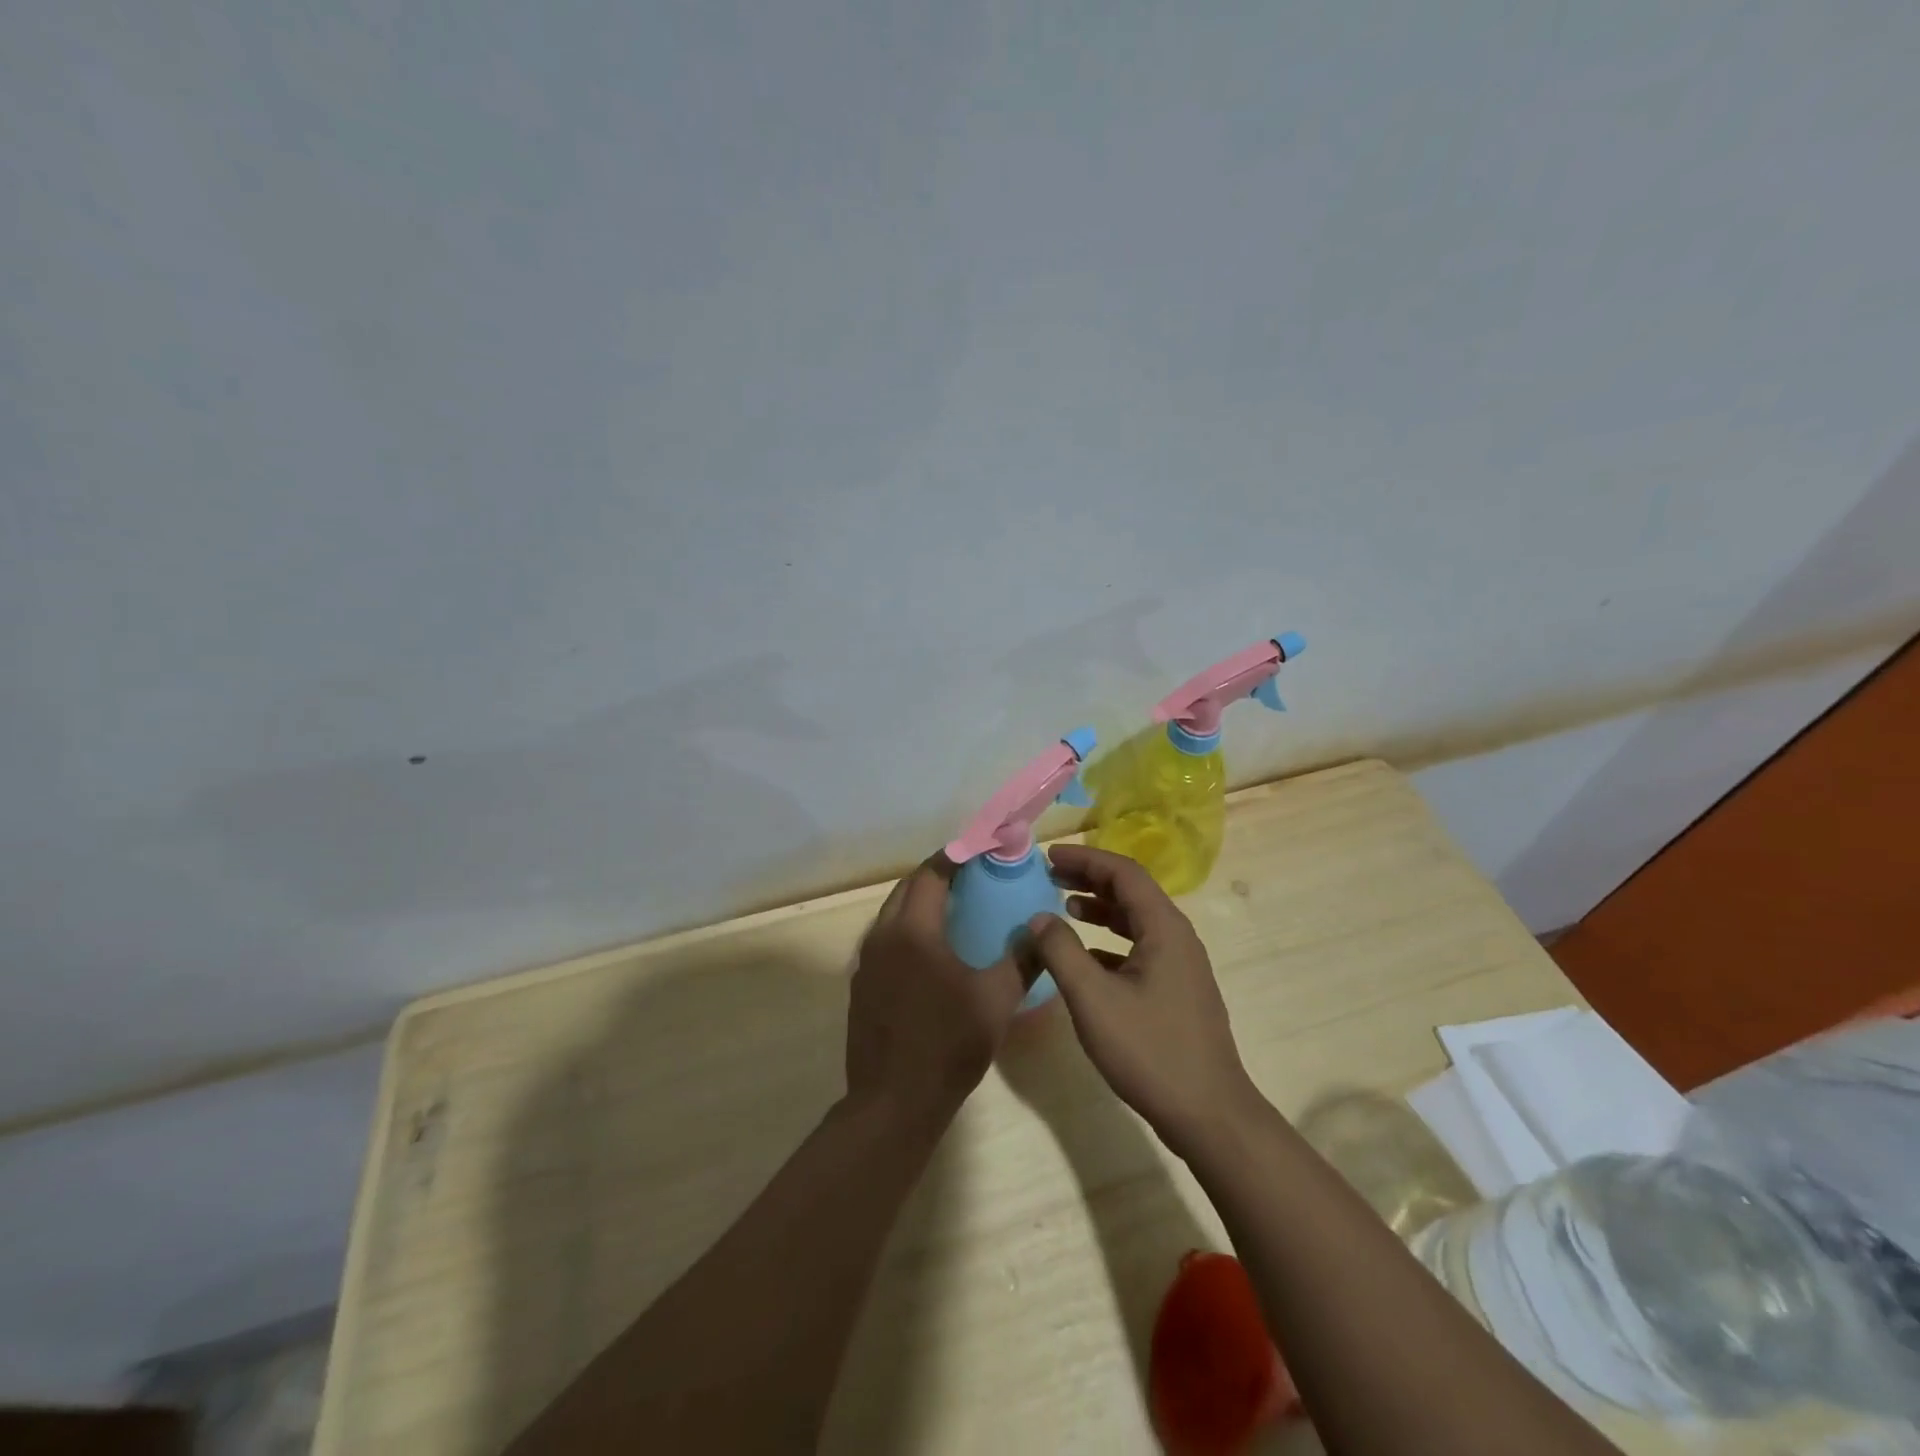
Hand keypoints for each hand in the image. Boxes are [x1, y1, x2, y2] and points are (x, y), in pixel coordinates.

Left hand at [846, 855, 1033, 1127]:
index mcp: (913, 930)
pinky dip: (907, 929)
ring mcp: (866, 961)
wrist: (893, 1102)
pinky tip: (930, 951)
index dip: (955, 856)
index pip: (931, 874)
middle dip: (936, 875)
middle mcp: (882, 936)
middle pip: (907, 888)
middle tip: (970, 877)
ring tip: (954, 908)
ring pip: (892, 914)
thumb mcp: (996, 1000)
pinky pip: (885, 939)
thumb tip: (1044, 929)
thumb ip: (1023, 959)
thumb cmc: (948, 1045)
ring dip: (919, 902)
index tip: (980, 850)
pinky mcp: (861, 984)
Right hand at [1025, 844, 1259, 1157]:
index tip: (1048, 858)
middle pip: (1131, 891)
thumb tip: (1038, 918)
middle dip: (1090, 879)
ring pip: (1135, 920)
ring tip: (1062, 907)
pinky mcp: (1177, 990)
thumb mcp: (1093, 999)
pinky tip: (1085, 957)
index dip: (1084, 859)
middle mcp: (1177, 937)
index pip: (1123, 872)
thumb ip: (1061, 952)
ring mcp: (1180, 965)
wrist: (1209, 1114)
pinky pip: (1139, 948)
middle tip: (1049, 876)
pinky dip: (1109, 941)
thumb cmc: (1150, 1050)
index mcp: (1164, 928)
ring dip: (1099, 909)